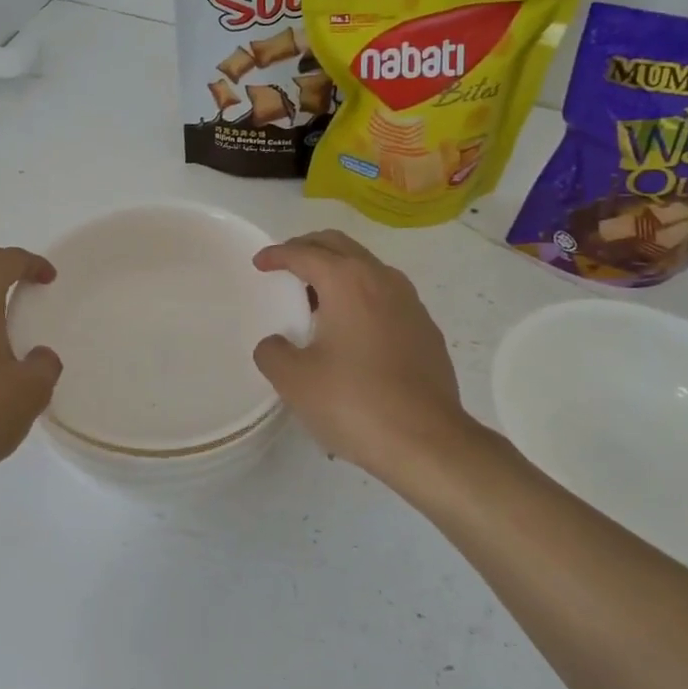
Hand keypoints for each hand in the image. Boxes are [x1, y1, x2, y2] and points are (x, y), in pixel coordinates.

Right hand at [253, 230, 500, 488]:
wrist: (428, 442)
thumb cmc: (354, 402)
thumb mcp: (295, 380)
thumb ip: (273, 352)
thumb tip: (276, 345)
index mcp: (347, 281)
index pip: (304, 253)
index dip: (277, 254)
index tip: (260, 263)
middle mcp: (382, 280)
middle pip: (339, 246)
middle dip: (309, 248)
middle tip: (286, 265)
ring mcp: (410, 303)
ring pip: (366, 268)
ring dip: (337, 272)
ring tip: (315, 299)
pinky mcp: (425, 329)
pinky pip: (385, 296)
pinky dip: (360, 297)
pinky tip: (351, 331)